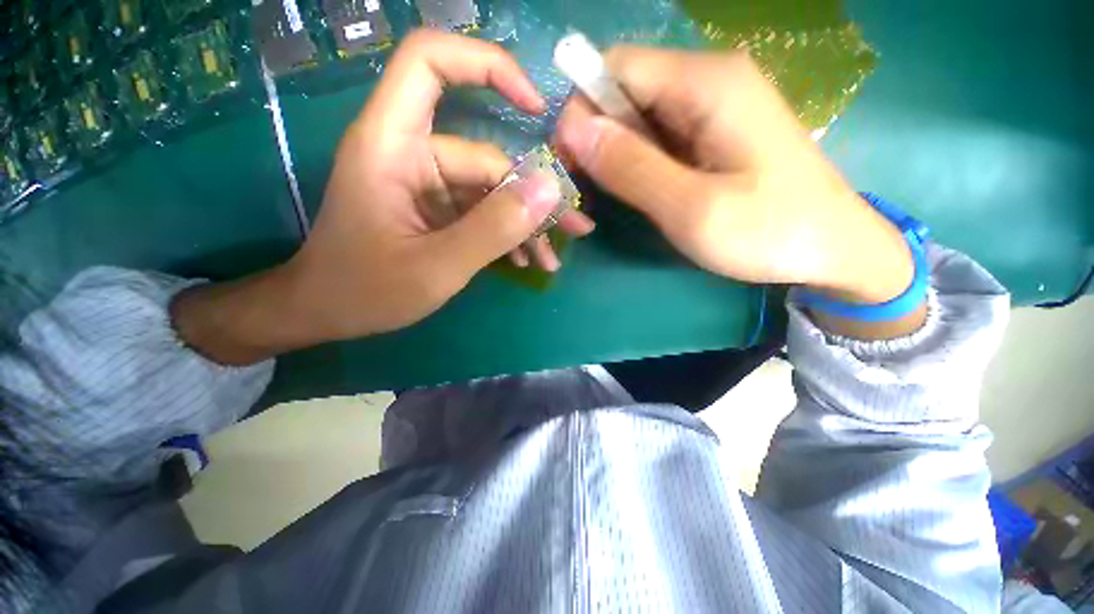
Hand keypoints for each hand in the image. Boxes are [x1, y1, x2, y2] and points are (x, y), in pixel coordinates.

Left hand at [172, 31, 594, 364]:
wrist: (328, 313)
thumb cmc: (366, 291)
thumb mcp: (437, 266)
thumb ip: (494, 228)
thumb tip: (550, 191)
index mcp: (392, 146)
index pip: (432, 64)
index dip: (487, 66)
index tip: (535, 107)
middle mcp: (412, 154)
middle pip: (487, 158)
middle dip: (532, 197)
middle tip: (572, 229)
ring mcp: (426, 185)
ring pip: (490, 191)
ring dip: (524, 224)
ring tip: (552, 257)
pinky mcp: (435, 210)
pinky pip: (480, 212)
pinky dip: (505, 234)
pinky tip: (526, 260)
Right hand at [554, 46, 923, 337]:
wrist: (833, 249)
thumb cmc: (769, 232)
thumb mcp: (692, 208)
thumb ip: (631, 167)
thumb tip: (573, 130)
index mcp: (706, 83)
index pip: (614, 68)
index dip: (581, 111)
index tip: (571, 166)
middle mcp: (706, 81)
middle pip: (623, 92)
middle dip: (594, 140)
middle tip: (587, 195)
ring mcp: (710, 108)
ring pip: (635, 118)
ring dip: (611, 157)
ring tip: (609, 202)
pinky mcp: (710, 134)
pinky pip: (655, 138)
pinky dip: (634, 165)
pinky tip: (638, 195)